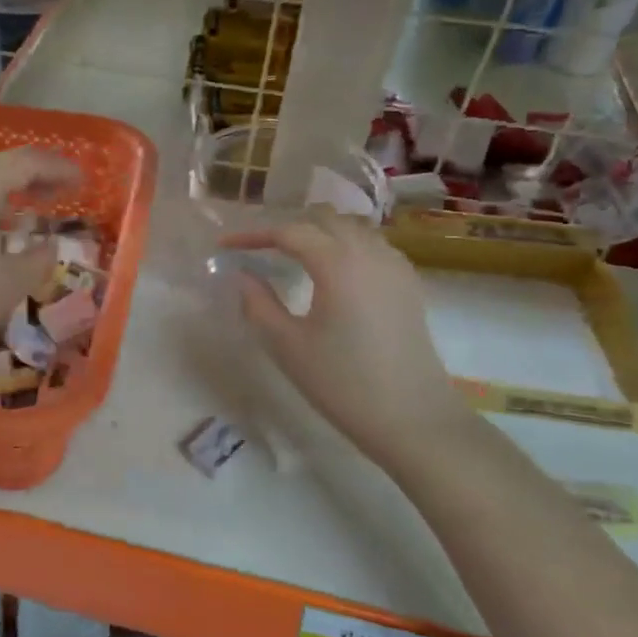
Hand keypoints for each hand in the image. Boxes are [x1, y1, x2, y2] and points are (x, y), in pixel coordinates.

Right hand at [223, 216, 473, 463]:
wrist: (412, 417)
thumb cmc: (342, 382)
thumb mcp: (287, 345)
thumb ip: (258, 303)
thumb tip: (243, 276)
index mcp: (337, 263)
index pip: (289, 232)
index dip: (253, 235)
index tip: (225, 245)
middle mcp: (370, 253)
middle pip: (325, 219)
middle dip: (289, 227)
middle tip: (259, 248)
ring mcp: (395, 267)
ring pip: (353, 228)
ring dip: (320, 233)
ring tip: (294, 254)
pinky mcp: (409, 285)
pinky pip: (374, 246)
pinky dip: (347, 246)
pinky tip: (334, 272)